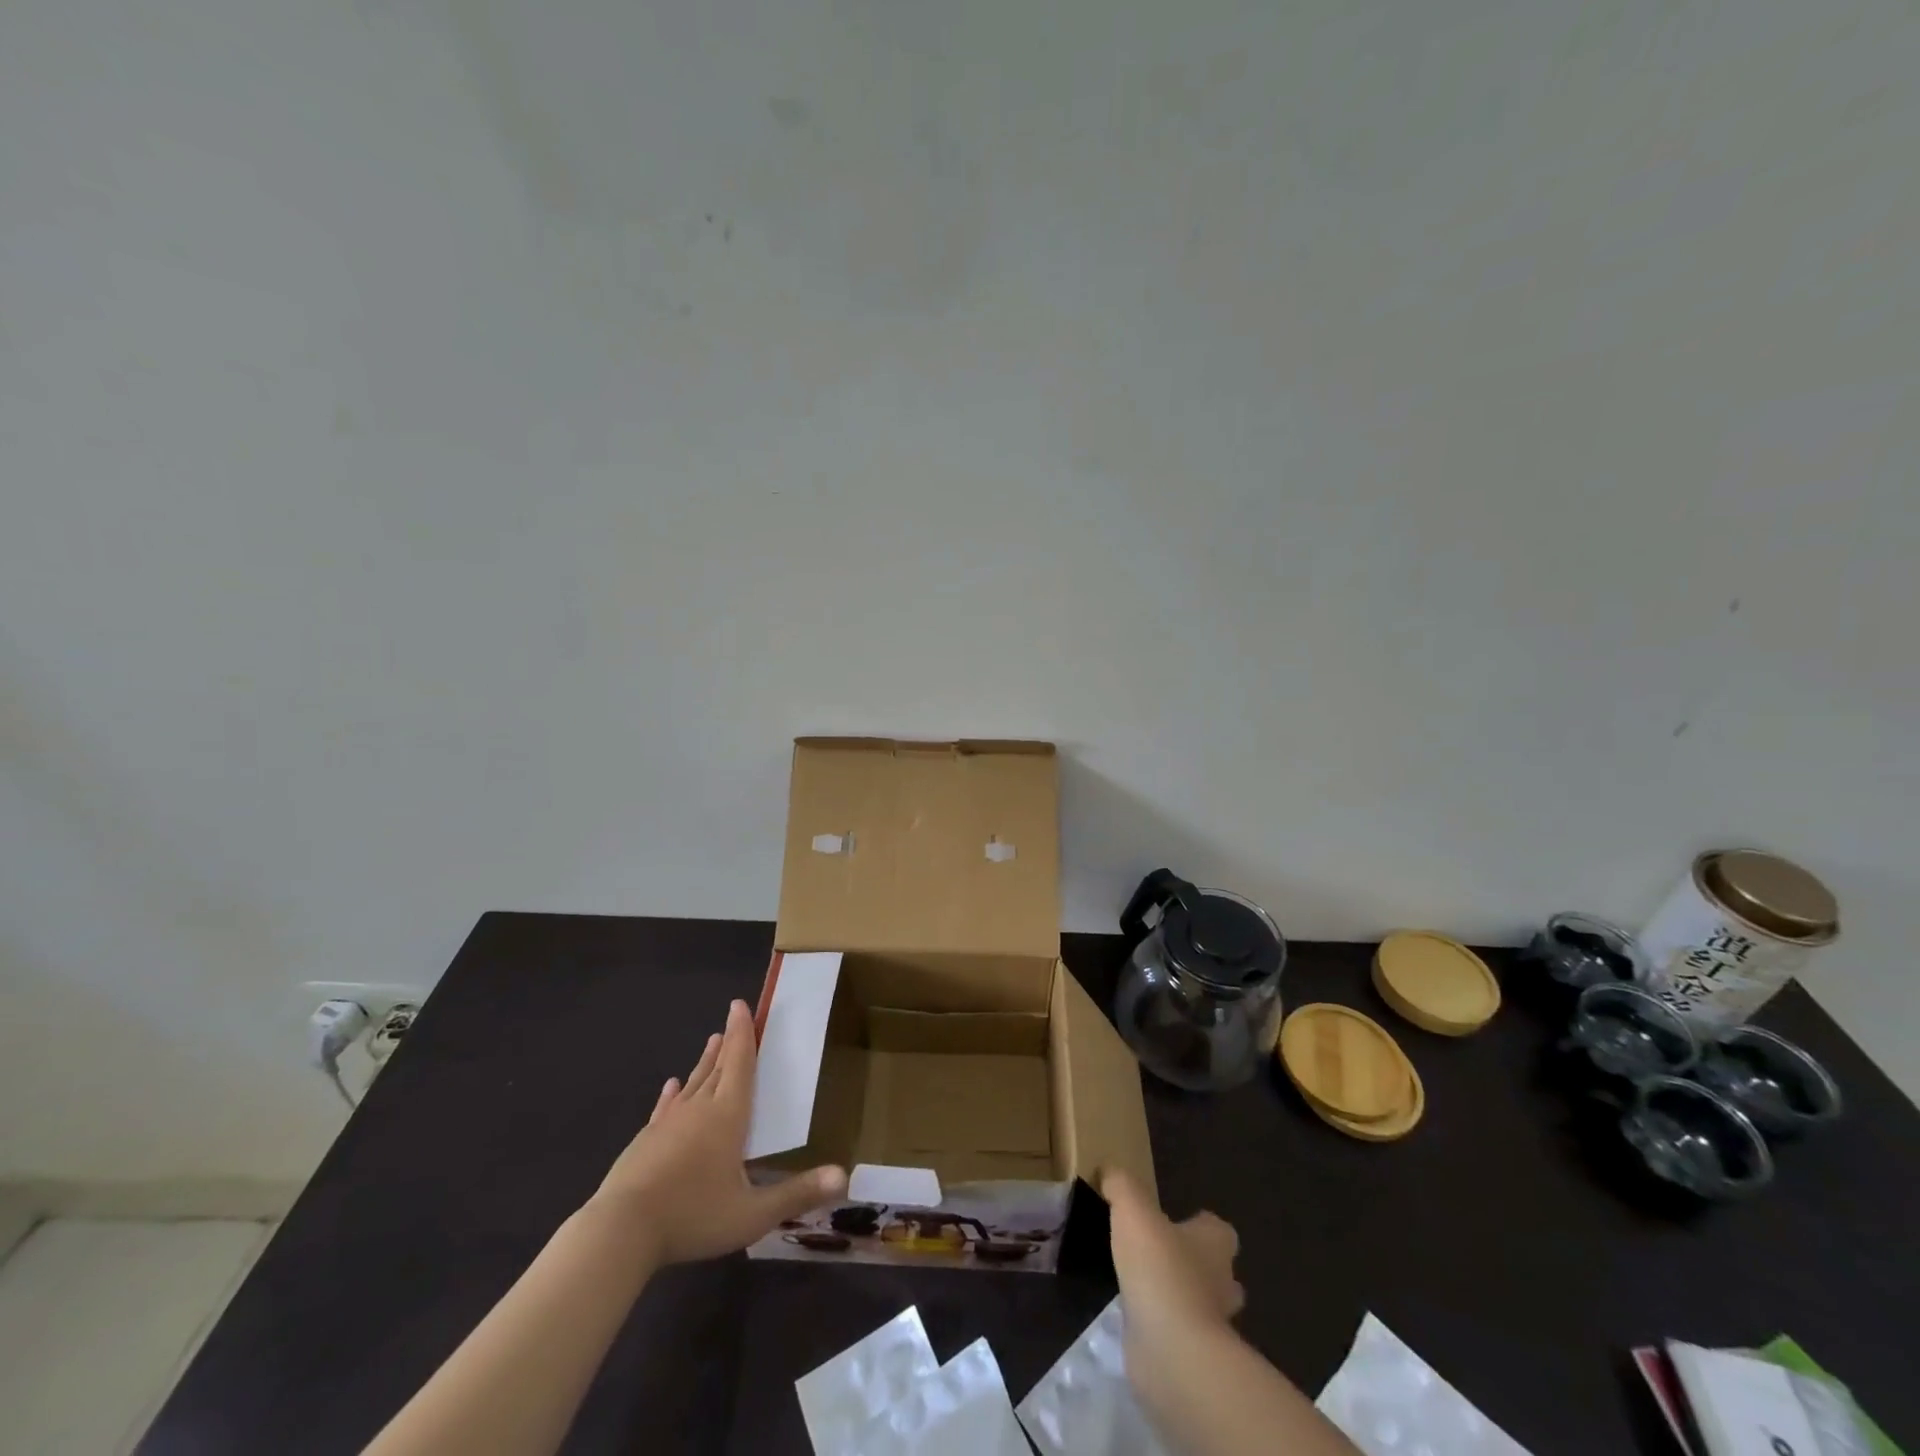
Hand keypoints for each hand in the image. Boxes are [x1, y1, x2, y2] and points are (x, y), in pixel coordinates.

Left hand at [589, 1000, 846, 1266]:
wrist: (620, 1231)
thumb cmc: (693, 1216)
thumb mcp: (752, 1214)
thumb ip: (797, 1193)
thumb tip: (843, 1175)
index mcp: (728, 1115)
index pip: (740, 1064)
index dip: (743, 1034)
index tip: (740, 1005)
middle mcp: (699, 1109)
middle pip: (717, 1068)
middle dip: (729, 1043)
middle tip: (734, 1019)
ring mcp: (668, 1124)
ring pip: (692, 1083)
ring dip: (704, 1062)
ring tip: (712, 1042)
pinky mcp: (645, 1141)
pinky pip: (665, 1107)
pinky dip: (672, 1094)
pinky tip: (671, 1087)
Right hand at [1105, 1169, 1243, 1347]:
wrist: (1172, 1350)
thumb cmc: (1160, 1269)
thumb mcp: (1132, 1210)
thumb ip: (1121, 1185)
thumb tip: (1109, 1171)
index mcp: (1214, 1243)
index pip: (1218, 1229)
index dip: (1199, 1224)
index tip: (1173, 1221)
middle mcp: (1221, 1282)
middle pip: (1216, 1269)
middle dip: (1193, 1263)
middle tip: (1158, 1254)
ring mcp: (1212, 1324)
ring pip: (1199, 1303)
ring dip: (1177, 1296)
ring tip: (1141, 1284)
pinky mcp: (1194, 1355)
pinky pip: (1179, 1333)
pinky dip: (1163, 1326)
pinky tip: (1135, 1317)